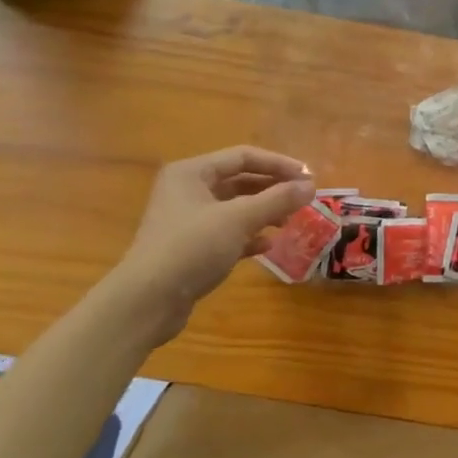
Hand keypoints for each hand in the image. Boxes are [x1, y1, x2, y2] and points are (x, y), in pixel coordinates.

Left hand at [113, 146, 313, 331]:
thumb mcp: (239, 219)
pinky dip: (249, 235)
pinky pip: (227, 232)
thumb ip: (278, 199)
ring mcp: (187, 220)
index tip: (308, 177)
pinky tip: (267, 246)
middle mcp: (187, 190)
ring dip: (264, 212)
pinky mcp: (190, 247)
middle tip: (303, 199)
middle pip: (240, 181)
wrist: (146, 301)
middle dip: (273, 189)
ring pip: (235, 207)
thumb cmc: (192, 247)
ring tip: (288, 222)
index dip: (278, 164)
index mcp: (192, 173)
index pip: (243, 157)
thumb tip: (311, 186)